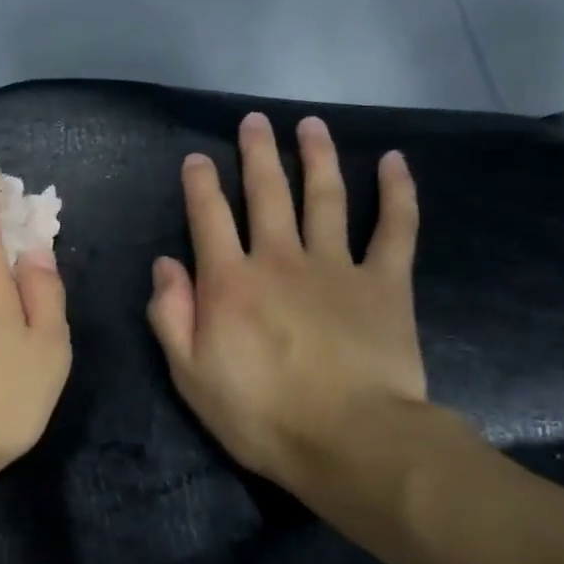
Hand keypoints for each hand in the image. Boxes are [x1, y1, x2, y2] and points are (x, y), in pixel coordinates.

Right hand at [147, 113, 424, 492]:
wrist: (349, 441)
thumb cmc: (259, 414)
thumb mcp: (189, 373)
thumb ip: (171, 314)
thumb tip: (165, 263)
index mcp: (229, 282)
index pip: (209, 218)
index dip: (200, 184)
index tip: (197, 158)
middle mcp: (279, 259)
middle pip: (267, 193)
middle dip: (256, 154)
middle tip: (254, 121)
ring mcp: (336, 266)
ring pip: (326, 197)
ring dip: (316, 157)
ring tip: (310, 125)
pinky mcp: (385, 283)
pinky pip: (395, 228)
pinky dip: (397, 193)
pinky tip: (394, 162)